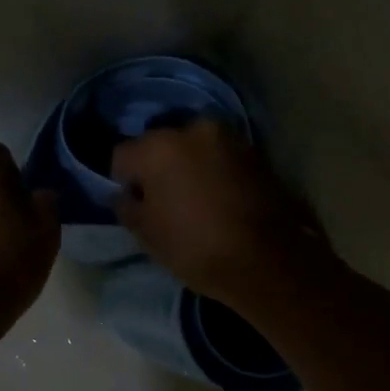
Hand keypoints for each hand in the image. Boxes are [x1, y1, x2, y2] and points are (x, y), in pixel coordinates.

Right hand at [111, 121, 324, 313]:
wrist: (267, 261)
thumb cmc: (195, 247)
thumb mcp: (147, 235)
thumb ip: (127, 207)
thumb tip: (125, 195)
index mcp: (158, 147)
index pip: (122, 155)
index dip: (123, 181)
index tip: (134, 204)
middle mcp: (192, 130)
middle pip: (160, 145)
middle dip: (157, 167)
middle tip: (163, 200)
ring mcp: (228, 138)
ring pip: (193, 148)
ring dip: (188, 166)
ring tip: (195, 200)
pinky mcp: (255, 152)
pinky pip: (219, 157)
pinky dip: (214, 171)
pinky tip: (219, 199)